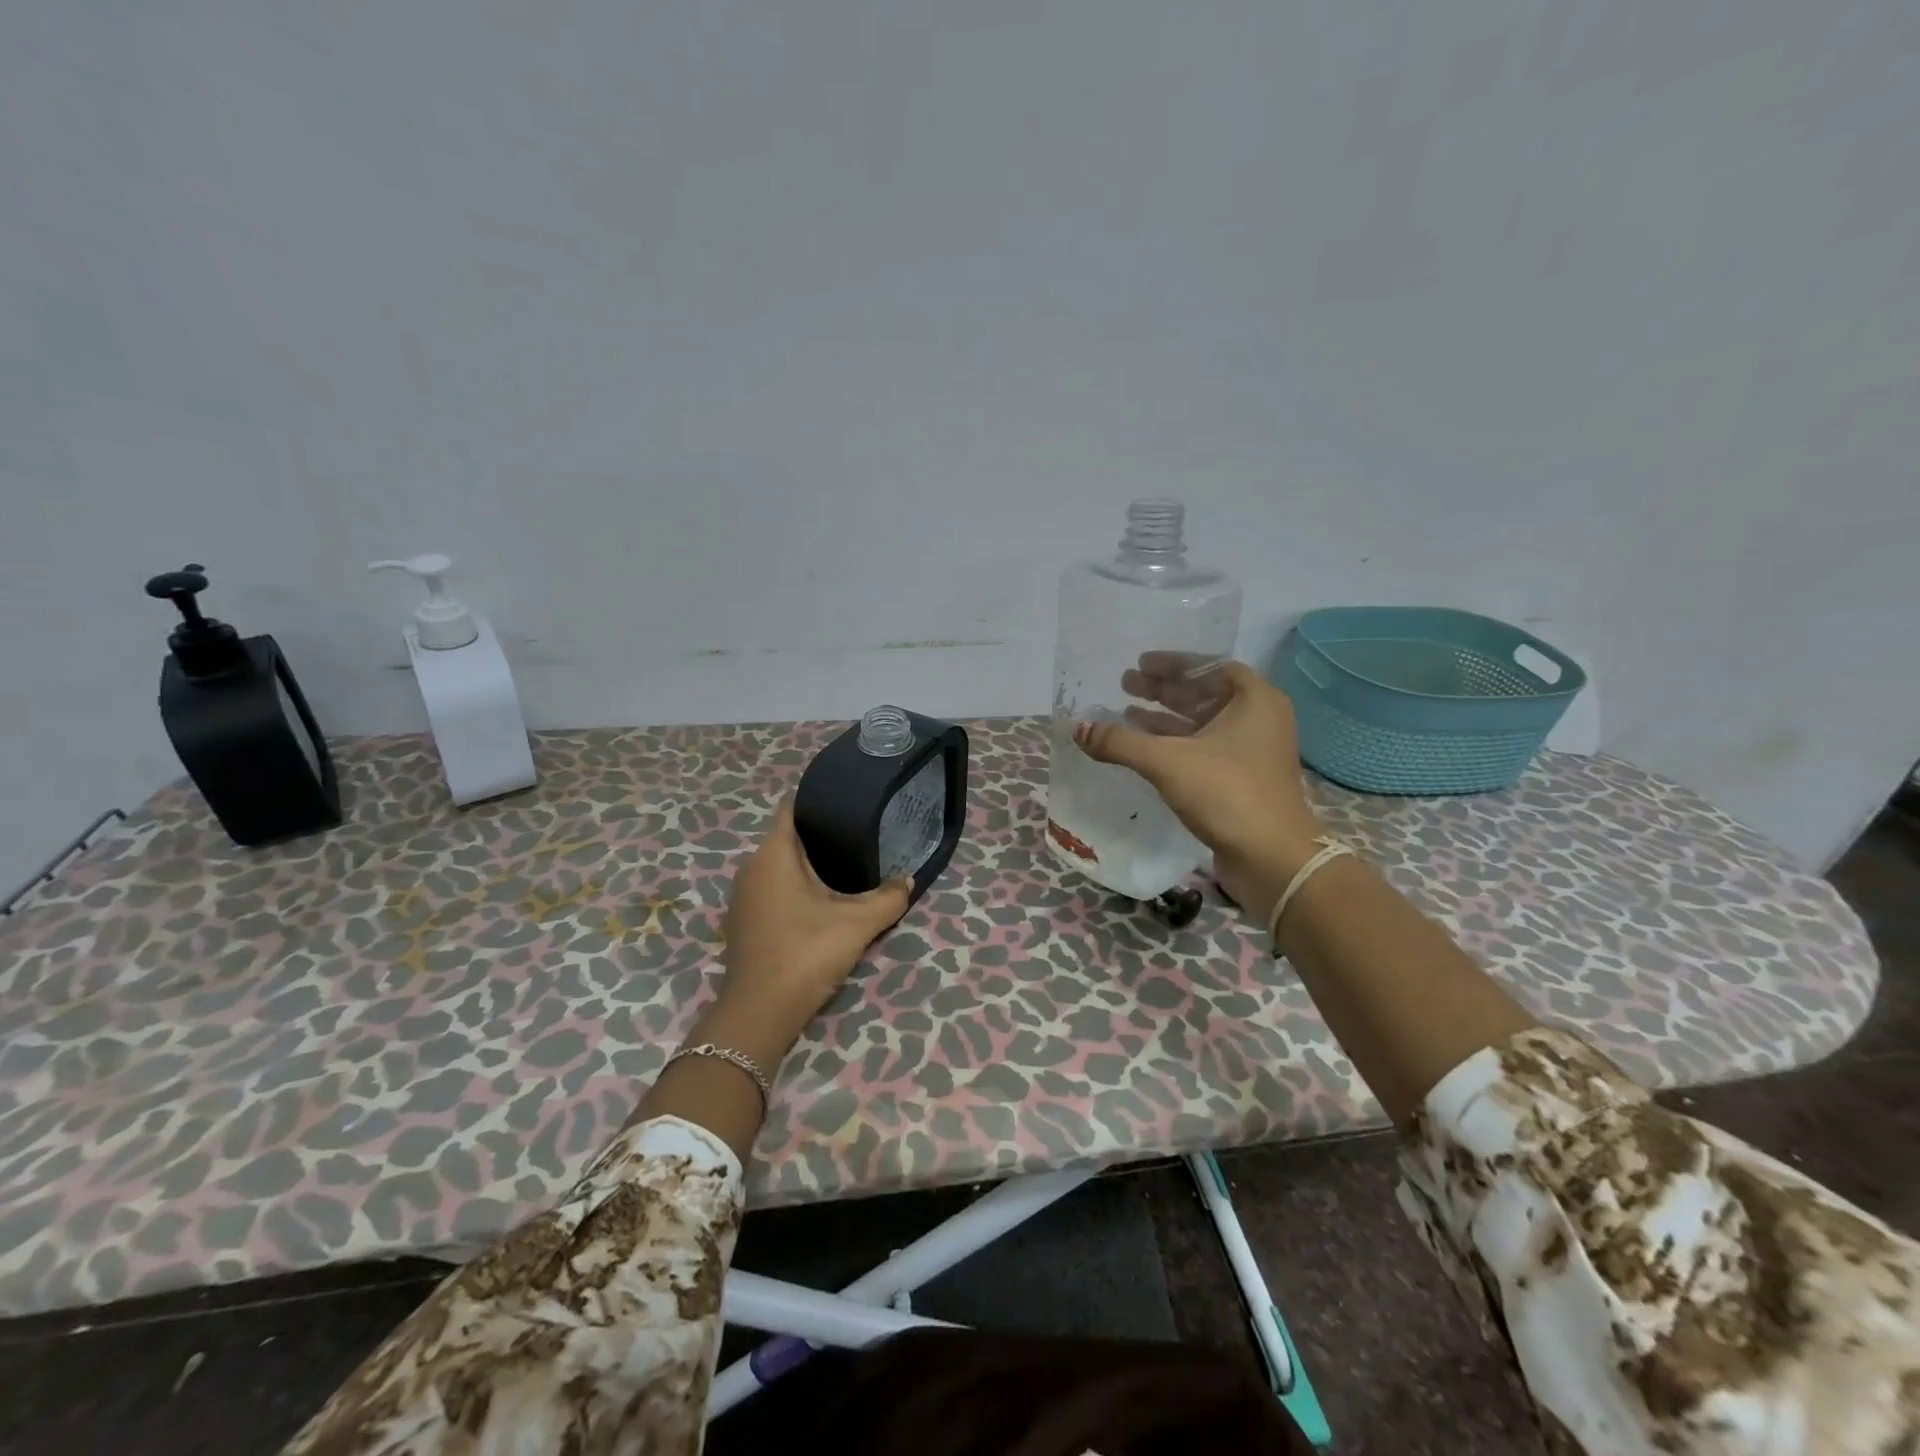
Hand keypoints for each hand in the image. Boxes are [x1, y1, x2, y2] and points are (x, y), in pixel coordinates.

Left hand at [711, 798, 910, 1059]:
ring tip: (843, 863)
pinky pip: (770, 887)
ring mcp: (743, 896)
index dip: (816, 797)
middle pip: (786, 836)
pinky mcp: (743, 920)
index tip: (846, 799)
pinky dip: (792, 885)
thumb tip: (909, 879)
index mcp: (773, 854)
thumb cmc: (806, 953)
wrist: (760, 1013)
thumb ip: (888, 897)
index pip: (790, 807)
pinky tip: (819, 899)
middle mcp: (751, 867)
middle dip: (818, 832)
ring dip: (805, 862)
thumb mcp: (857, 923)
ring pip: (777, 864)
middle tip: (856, 832)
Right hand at [1073, 657, 1322, 920]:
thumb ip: (1120, 742)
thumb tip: (1078, 729)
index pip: (1211, 667)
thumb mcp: (1167, 761)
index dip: (1174, 663)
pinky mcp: (1241, 780)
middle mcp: (1258, 720)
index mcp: (1255, 700)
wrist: (1271, 858)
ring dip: (1164, 718)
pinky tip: (1142, 750)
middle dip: (1163, 689)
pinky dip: (1174, 745)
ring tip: (1125, 714)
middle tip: (1125, 684)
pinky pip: (1202, 749)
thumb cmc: (1226, 793)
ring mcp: (1251, 752)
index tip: (1141, 663)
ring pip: (1201, 724)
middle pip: (1204, 694)